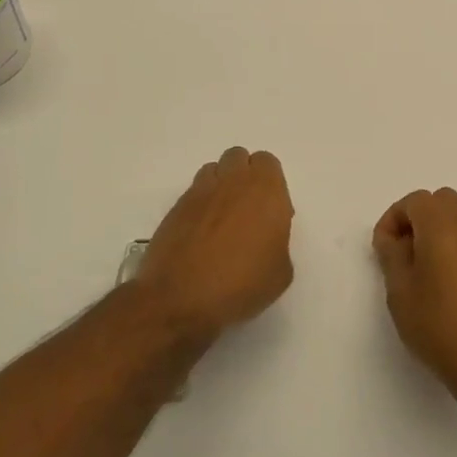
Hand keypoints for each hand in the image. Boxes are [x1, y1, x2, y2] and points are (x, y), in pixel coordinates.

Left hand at [136, 148, 294, 338]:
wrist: (180, 298)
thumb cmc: (241, 286)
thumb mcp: (280, 272)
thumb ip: (278, 241)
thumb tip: (265, 237)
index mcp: (265, 191)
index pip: (268, 163)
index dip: (271, 184)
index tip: (271, 214)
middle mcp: (232, 182)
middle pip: (239, 157)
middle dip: (244, 175)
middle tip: (247, 211)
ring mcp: (200, 192)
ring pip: (214, 170)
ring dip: (221, 185)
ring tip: (221, 219)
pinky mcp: (175, 207)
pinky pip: (193, 192)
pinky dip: (200, 205)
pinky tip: (200, 234)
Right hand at [372, 188, 456, 409]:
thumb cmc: (438, 327)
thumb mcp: (400, 292)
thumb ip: (392, 255)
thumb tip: (393, 238)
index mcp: (443, 227)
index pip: (415, 200)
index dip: (393, 218)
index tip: (383, 249)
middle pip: (442, 202)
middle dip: (418, 219)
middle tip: (404, 253)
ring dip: (438, 234)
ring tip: (423, 274)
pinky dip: (456, 250)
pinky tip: (448, 289)